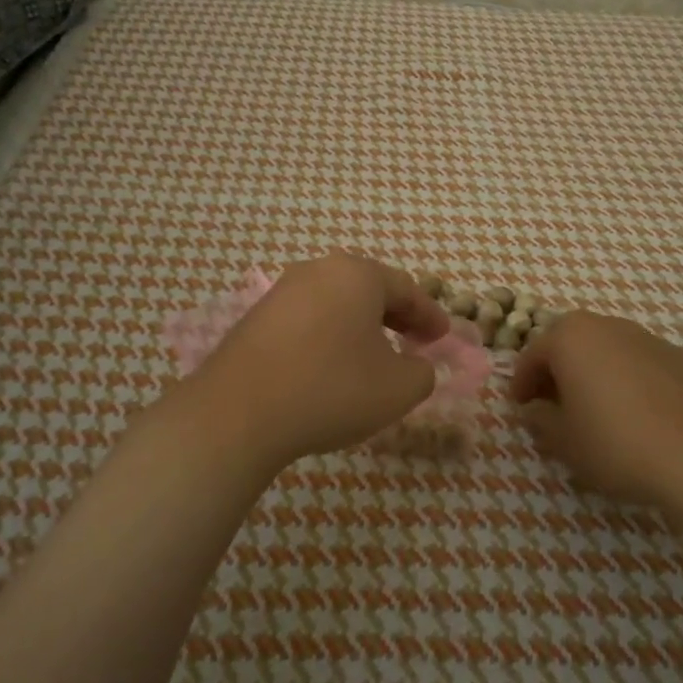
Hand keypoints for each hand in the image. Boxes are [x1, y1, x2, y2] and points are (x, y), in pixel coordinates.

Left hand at [184, 254, 451, 468]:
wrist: (238, 412)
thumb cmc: (331, 390)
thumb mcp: (398, 389)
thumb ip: (422, 372)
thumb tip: (417, 365)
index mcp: (357, 274)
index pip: (407, 289)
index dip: (430, 315)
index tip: (444, 338)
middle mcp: (318, 270)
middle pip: (369, 288)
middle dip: (397, 316)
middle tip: (415, 342)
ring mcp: (282, 291)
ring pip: (336, 302)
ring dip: (361, 325)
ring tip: (374, 355)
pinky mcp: (257, 316)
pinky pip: (308, 318)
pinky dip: (330, 335)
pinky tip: (331, 364)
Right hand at [510, 312, 682, 509]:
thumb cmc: (616, 443)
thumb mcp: (563, 440)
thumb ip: (540, 419)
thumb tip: (534, 409)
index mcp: (570, 337)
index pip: (532, 354)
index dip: (521, 383)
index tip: (521, 409)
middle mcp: (606, 325)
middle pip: (570, 343)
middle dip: (557, 371)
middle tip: (553, 406)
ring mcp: (646, 337)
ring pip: (606, 350)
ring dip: (593, 372)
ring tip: (595, 410)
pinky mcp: (679, 357)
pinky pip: (638, 363)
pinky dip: (627, 379)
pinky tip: (635, 414)